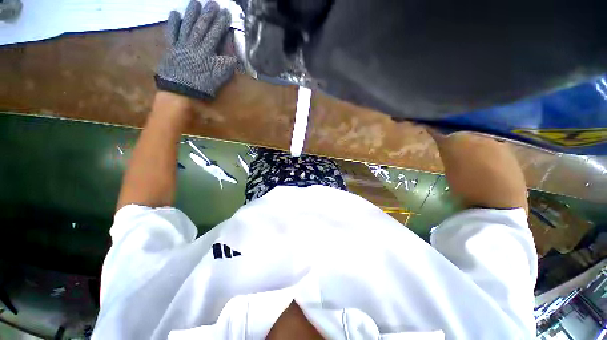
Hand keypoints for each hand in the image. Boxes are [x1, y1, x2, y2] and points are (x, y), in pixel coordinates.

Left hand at [155, 0, 236, 99]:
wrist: (181, 91)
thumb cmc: (203, 85)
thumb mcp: (220, 76)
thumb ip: (226, 63)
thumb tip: (232, 53)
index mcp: (206, 51)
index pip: (215, 34)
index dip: (221, 23)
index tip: (226, 13)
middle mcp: (193, 44)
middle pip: (201, 26)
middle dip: (208, 14)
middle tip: (212, 3)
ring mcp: (181, 45)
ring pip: (187, 26)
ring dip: (191, 14)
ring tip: (195, 2)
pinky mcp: (171, 48)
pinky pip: (171, 33)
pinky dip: (172, 23)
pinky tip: (175, 14)